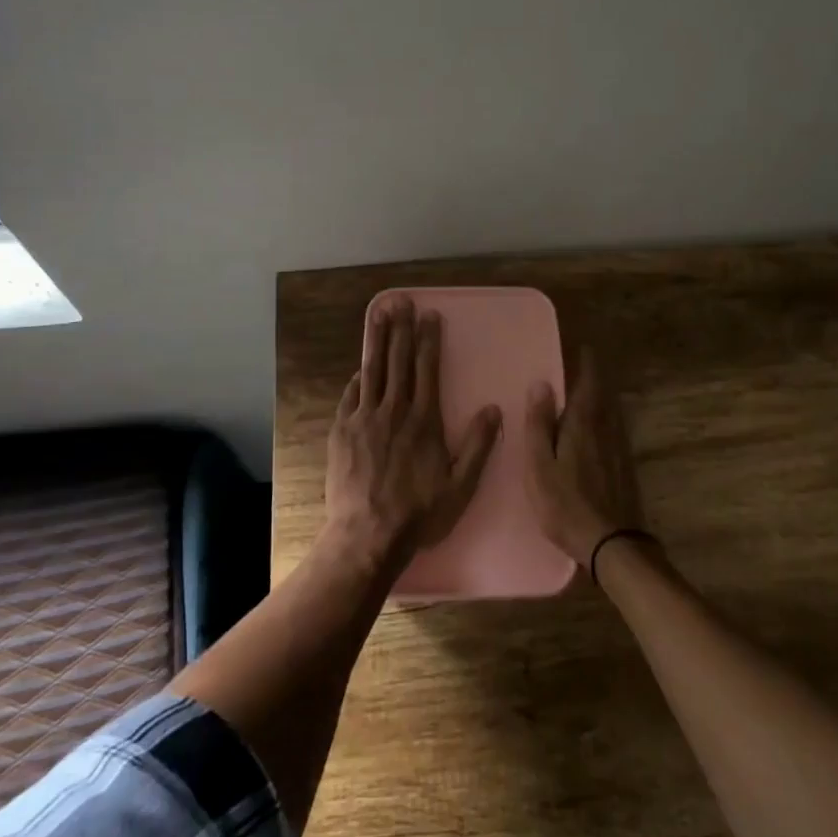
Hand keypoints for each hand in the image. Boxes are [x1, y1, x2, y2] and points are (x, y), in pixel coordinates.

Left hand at [323, 296, 501, 573]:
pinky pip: (351, 396)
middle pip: (398, 361)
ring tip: (379, 314)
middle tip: (401, 301)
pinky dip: (358, 378)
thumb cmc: (419, 512)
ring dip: (377, 340)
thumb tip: (495, 409)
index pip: (428, 369)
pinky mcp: (342, 432)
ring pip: (372, 370)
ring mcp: (364, 419)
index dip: (429, 340)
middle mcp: (394, 411)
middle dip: (401, 329)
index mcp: (424, 420)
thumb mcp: (461, 486)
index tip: (430, 316)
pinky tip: (360, 367)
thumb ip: (478, 445)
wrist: (368, 535)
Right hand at [524, 348, 643, 566]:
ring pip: (612, 414)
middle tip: (584, 367)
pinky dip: (607, 421)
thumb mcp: (540, 466)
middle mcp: (607, 431)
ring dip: (603, 400)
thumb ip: (539, 425)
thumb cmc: (566, 505)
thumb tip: (541, 384)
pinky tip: (600, 432)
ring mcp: (620, 450)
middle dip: (596, 380)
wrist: (613, 544)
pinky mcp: (626, 469)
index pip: (589, 384)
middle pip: (604, 397)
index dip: (588, 364)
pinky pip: (615, 432)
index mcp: (584, 425)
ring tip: (590, 394)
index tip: (585, 348)